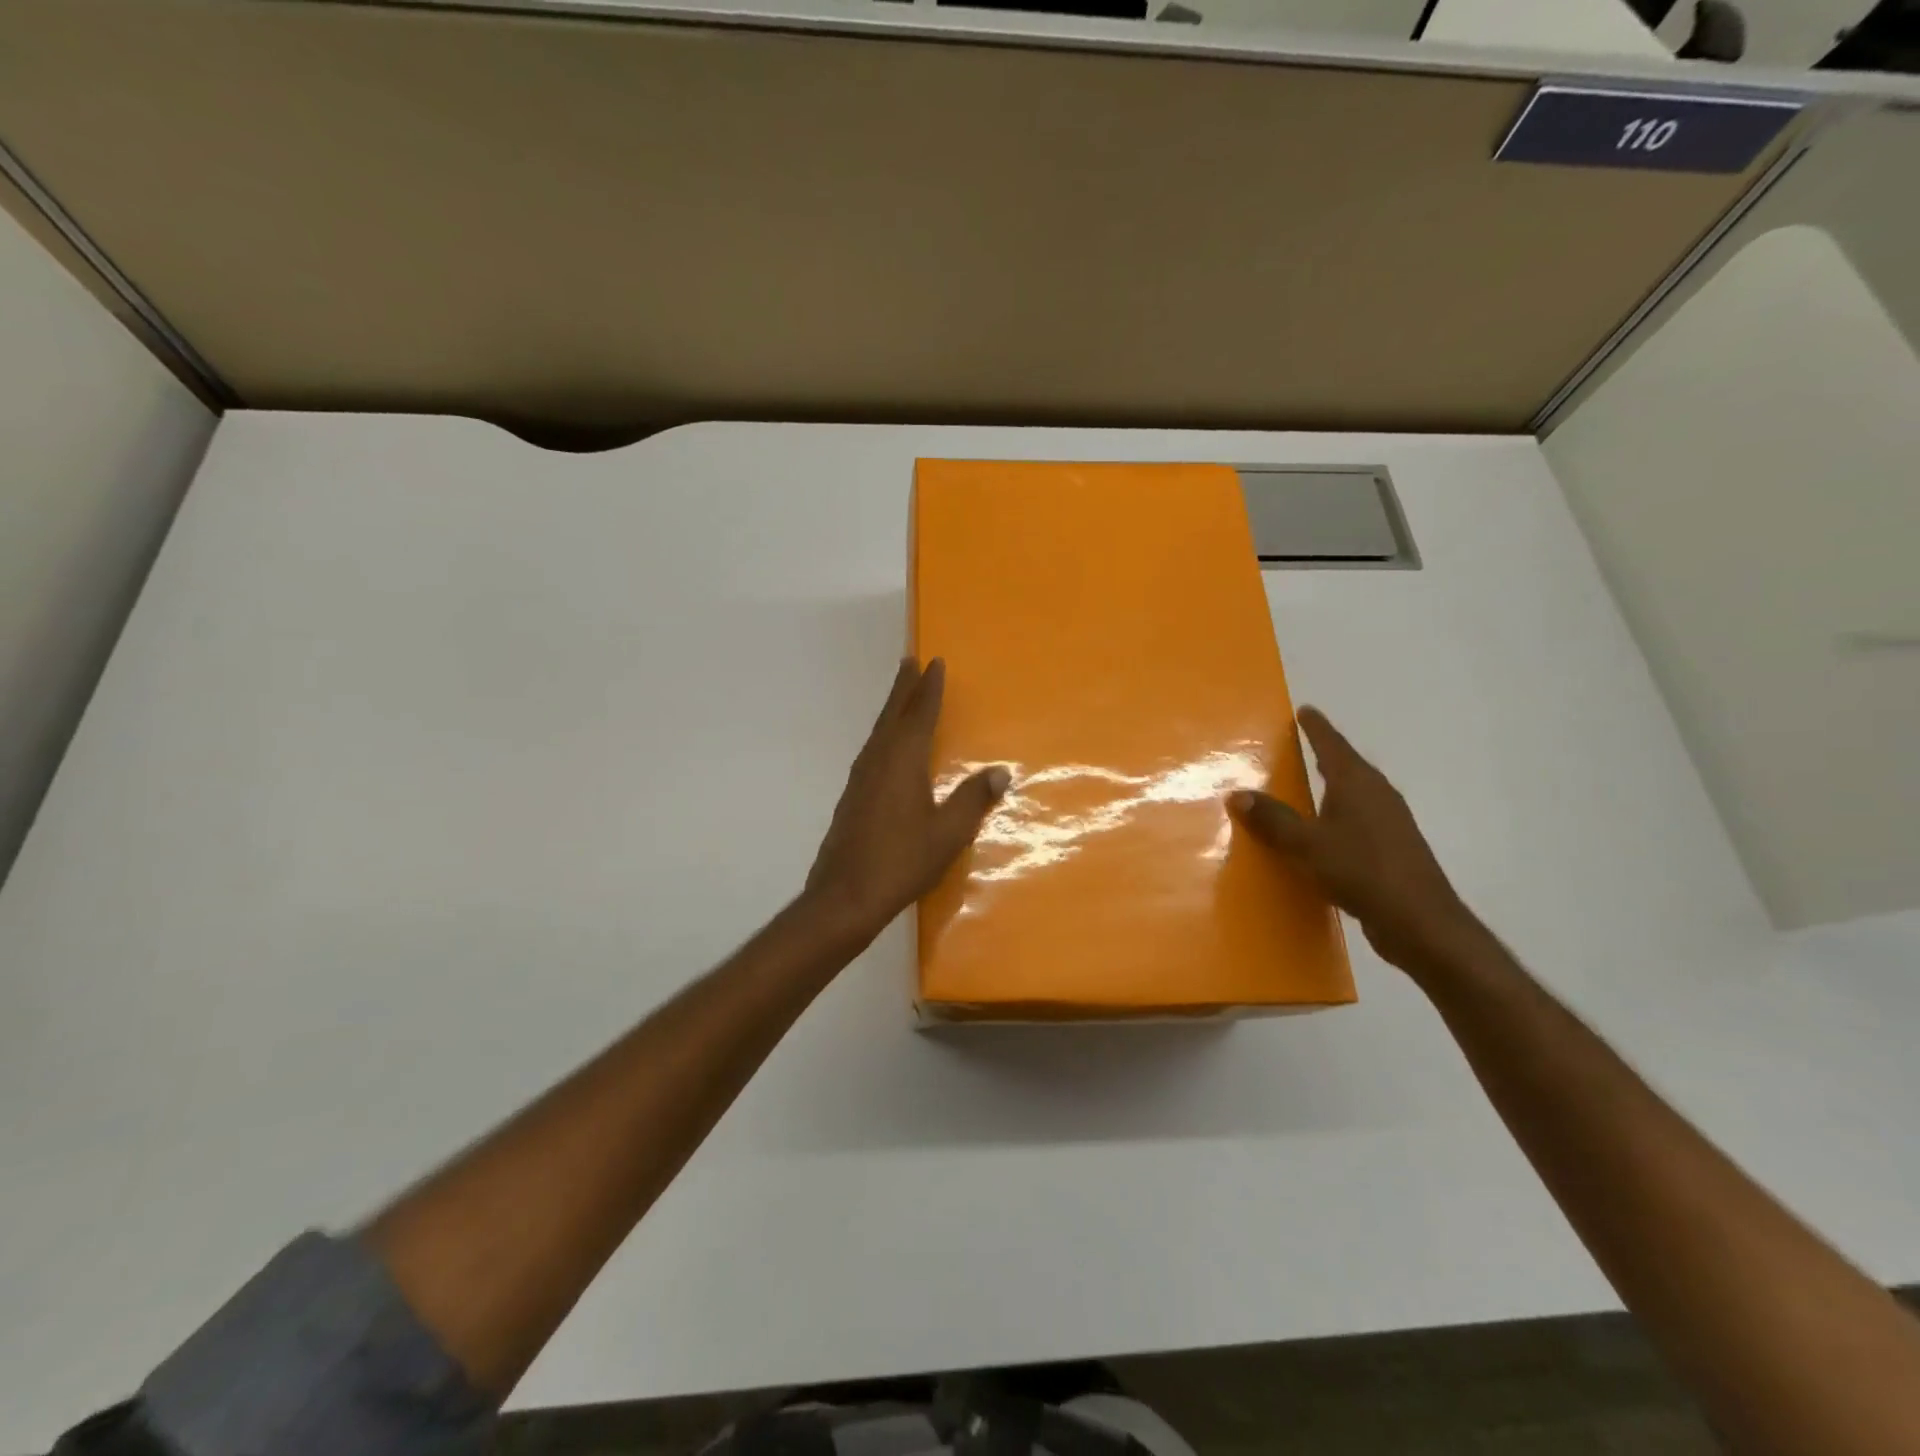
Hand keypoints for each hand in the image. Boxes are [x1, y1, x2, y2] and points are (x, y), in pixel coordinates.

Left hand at [804, 657, 1008, 944]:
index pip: (919, 714)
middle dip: (903, 688)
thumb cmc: (902, 861)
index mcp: (902, 761)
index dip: (929, 688)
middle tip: (910, 662)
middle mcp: (878, 761)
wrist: (845, 896)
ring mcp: (860, 779)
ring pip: (878, 733)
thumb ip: (973, 799)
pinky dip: (883, 736)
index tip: (934, 662)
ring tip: (901, 697)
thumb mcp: (948, 833)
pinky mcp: (852, 798)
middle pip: (892, 715)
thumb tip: (1000, 771)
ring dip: (891, 710)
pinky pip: (872, 751)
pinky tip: (887, 749)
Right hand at [1230, 707, 1481, 976]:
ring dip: (1332, 787)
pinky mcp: (1392, 849)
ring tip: (1306, 787)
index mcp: (1357, 783)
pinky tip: (1323, 833)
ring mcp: (1389, 822)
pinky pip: (1357, 819)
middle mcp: (1377, 795)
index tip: (1304, 710)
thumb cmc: (1361, 870)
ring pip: (1354, 794)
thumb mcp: (1307, 844)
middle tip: (1299, 746)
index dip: (1316, 728)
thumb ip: (1273, 819)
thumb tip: (1237, 794)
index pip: (1332, 745)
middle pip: (1347, 766)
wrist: (1419, 921)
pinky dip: (1337, 815)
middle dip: (1324, 754)